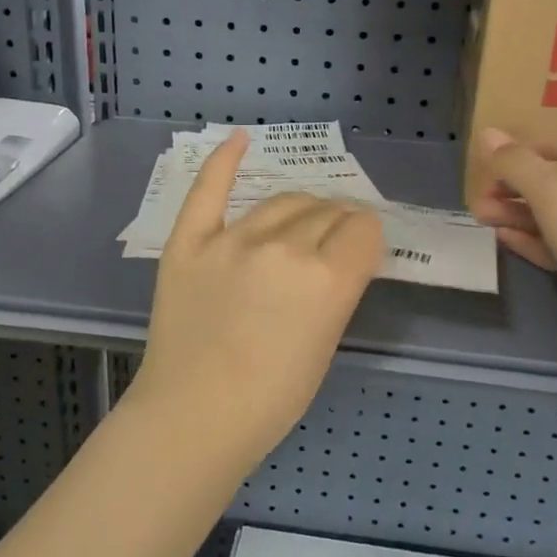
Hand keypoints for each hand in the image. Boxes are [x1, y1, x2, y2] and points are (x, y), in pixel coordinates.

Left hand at [134, 131, 383, 467]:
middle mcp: (284, 248)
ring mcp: (232, 240)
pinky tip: (239, 139)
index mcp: (327, 278)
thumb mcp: (326, 344)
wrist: (193, 416)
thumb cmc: (270, 399)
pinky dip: (225, 159)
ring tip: (302, 218)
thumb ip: (338, 289)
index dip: (367, 236)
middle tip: (332, 239)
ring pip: (282, 200)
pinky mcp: (189, 241)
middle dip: (338, 221)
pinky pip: (208, 188)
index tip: (361, 248)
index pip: (363, 229)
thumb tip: (342, 254)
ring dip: (301, 206)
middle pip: (325, 211)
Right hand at [468, 127, 556, 363]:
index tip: (497, 158)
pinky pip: (552, 246)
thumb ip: (515, 162)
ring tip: (479, 215)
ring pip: (549, 216)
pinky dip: (527, 239)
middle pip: (552, 182)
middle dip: (514, 184)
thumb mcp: (551, 189)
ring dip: (514, 212)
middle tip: (479, 194)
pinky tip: (500, 236)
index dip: (532, 148)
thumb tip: (486, 134)